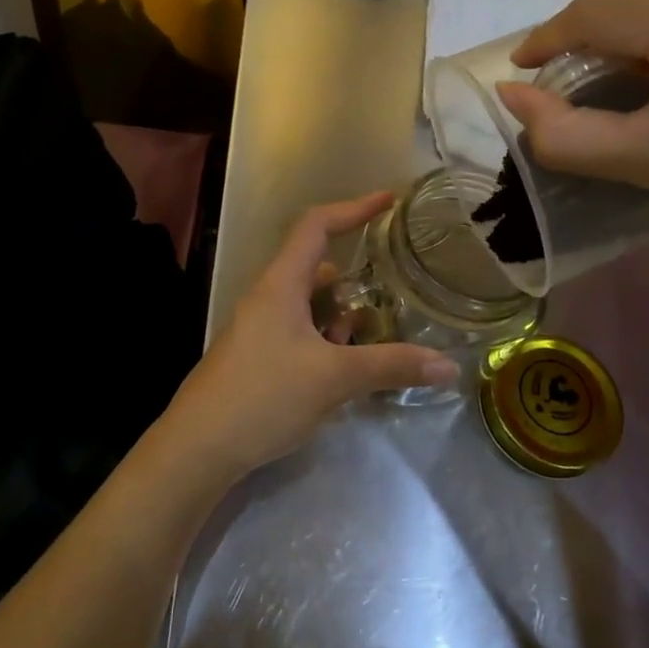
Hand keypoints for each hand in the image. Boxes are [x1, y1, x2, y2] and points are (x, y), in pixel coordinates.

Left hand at [158, 193, 456, 481]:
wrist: (200, 445)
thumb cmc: (264, 396)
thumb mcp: (334, 379)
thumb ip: (391, 366)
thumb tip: (448, 366)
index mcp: (281, 283)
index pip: (317, 225)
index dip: (353, 208)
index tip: (388, 201)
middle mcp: (269, 296)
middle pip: (316, 265)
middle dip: (353, 277)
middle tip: (389, 291)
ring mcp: (261, 325)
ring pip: (310, 303)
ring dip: (340, 315)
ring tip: (368, 338)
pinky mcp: (259, 353)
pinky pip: (301, 330)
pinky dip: (326, 338)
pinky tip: (342, 370)